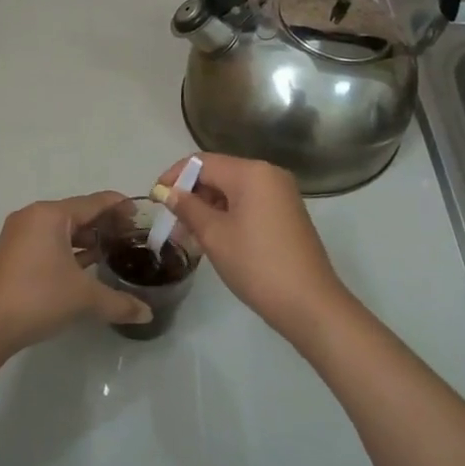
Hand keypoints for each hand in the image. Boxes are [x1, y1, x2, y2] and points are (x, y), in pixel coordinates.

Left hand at [0, 192, 152, 359]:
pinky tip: (86, 267)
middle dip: (105, 225)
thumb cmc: (36, 298)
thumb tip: (147, 314)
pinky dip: (69, 251)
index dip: (121, 206)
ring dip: (87, 240)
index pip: (94, 202)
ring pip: (62, 231)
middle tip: (133, 238)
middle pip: (78, 213)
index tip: (143, 215)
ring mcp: (19, 236)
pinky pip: (48, 244)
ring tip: (114, 252)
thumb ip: (119, 302)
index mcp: (50, 215)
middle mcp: (33, 218)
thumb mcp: (84, 298)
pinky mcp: (12, 256)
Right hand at [156, 153, 355, 341]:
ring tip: (187, 235)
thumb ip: (188, 208)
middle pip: (219, 173)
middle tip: (170, 223)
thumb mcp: (214, 235)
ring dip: (207, 207)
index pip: (202, 162)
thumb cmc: (256, 264)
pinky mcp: (286, 214)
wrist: (308, 303)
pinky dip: (228, 215)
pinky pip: (249, 203)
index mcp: (252, 172)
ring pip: (233, 190)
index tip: (155, 200)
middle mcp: (269, 174)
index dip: (174, 177)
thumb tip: (168, 192)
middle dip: (191, 194)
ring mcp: (281, 194)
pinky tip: (214, 238)